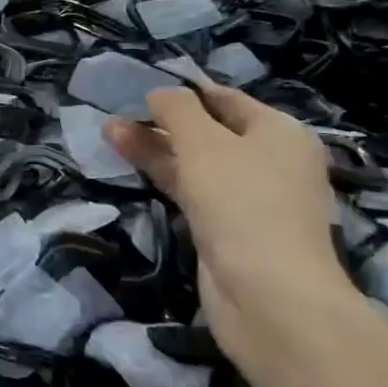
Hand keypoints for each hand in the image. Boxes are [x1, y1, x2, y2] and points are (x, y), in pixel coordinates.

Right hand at [104, 84, 353, 373]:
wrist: (269, 297)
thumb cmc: (242, 203)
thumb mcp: (203, 142)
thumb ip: (177, 109)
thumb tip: (159, 93)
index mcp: (279, 132)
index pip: (224, 99)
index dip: (182, 92)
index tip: (138, 89)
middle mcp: (270, 162)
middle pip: (208, 131)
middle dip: (161, 121)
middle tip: (116, 113)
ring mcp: (249, 199)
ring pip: (194, 162)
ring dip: (154, 147)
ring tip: (108, 133)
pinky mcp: (227, 229)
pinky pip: (191, 191)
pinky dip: (162, 176)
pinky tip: (129, 164)